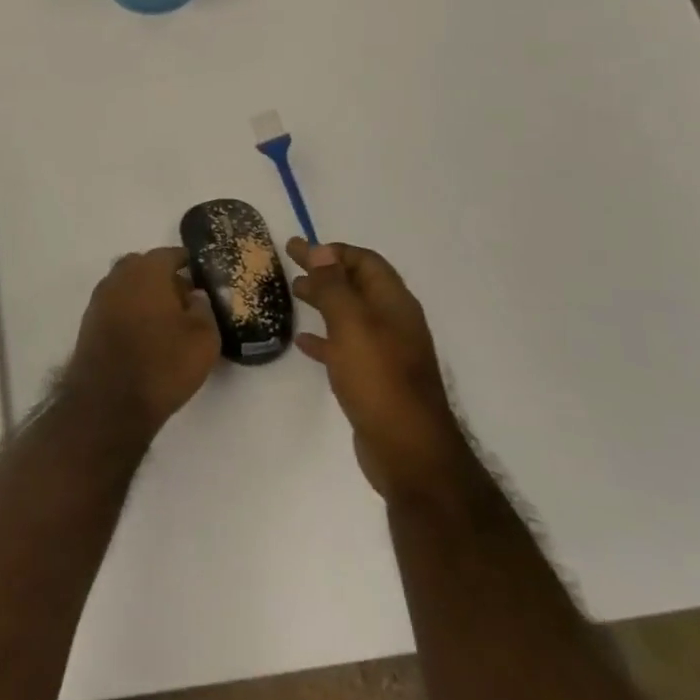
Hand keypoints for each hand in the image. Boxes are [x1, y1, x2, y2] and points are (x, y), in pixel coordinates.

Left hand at [63, 248, 220, 438]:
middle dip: (163, 276)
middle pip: (144, 266)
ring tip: (165, 319)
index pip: (170, 254)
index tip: (201, 274)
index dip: (187, 262)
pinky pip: (116, 305)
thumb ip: (203, 309)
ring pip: (127, 285)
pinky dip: (130, 310)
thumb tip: (195, 294)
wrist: (108, 402)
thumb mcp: (203, 339)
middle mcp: (119, 276)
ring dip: (144, 294)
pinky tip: (144, 333)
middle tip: (184, 297)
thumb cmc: (163, 364)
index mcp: (147, 271)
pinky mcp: (90, 322)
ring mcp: (100, 299)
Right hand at [287, 239, 470, 503]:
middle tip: (290, 264)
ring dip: (324, 300)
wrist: (408, 451)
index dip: (334, 251)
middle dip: (326, 271)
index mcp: (393, 304)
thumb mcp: (352, 324)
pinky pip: (346, 346)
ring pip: (350, 314)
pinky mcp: (375, 379)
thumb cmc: (379, 379)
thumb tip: (321, 249)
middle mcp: (393, 322)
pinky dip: (325, 337)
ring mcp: (386, 352)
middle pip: (357, 285)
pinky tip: (304, 341)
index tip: (300, 249)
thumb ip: (334, 286)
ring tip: (294, 293)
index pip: (365, 262)